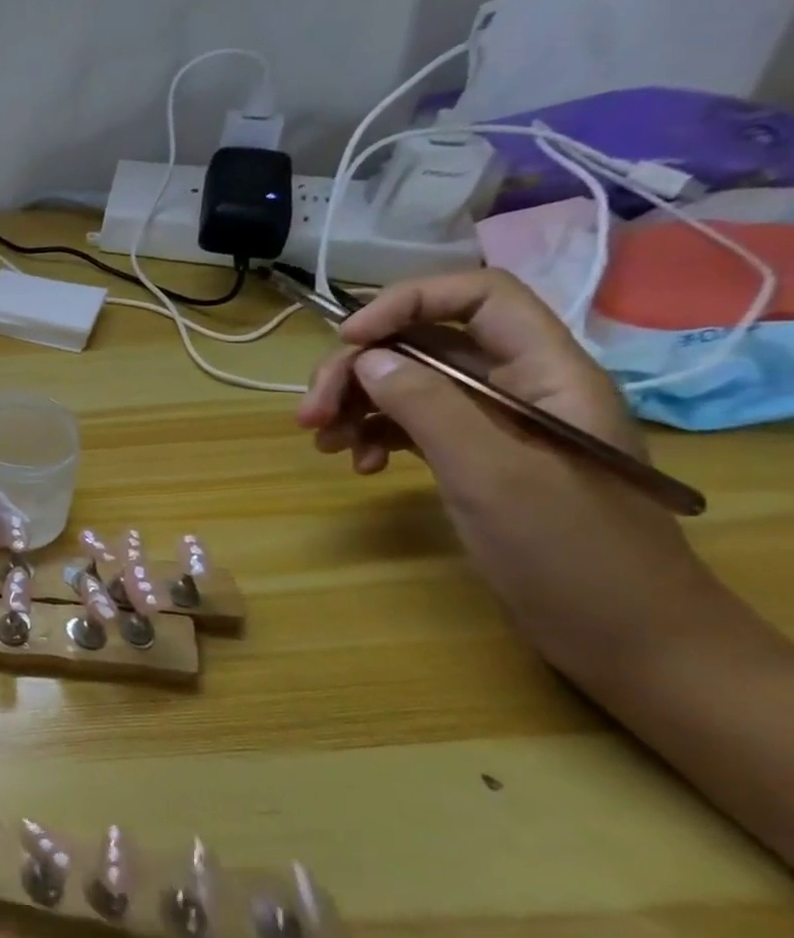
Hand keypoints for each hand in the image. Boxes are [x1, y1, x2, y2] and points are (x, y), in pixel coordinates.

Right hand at [295, 269, 715, 674]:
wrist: (626, 640)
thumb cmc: (571, 554)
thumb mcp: (492, 475)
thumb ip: (428, 406)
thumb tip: (366, 358)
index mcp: (547, 373)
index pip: (478, 297)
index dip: (407, 303)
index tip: (349, 342)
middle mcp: (519, 386)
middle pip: (423, 343)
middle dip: (357, 370)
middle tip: (309, 415)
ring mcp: (494, 423)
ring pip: (407, 383)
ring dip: (355, 404)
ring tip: (323, 443)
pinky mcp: (474, 456)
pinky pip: (409, 423)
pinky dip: (374, 435)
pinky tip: (358, 466)